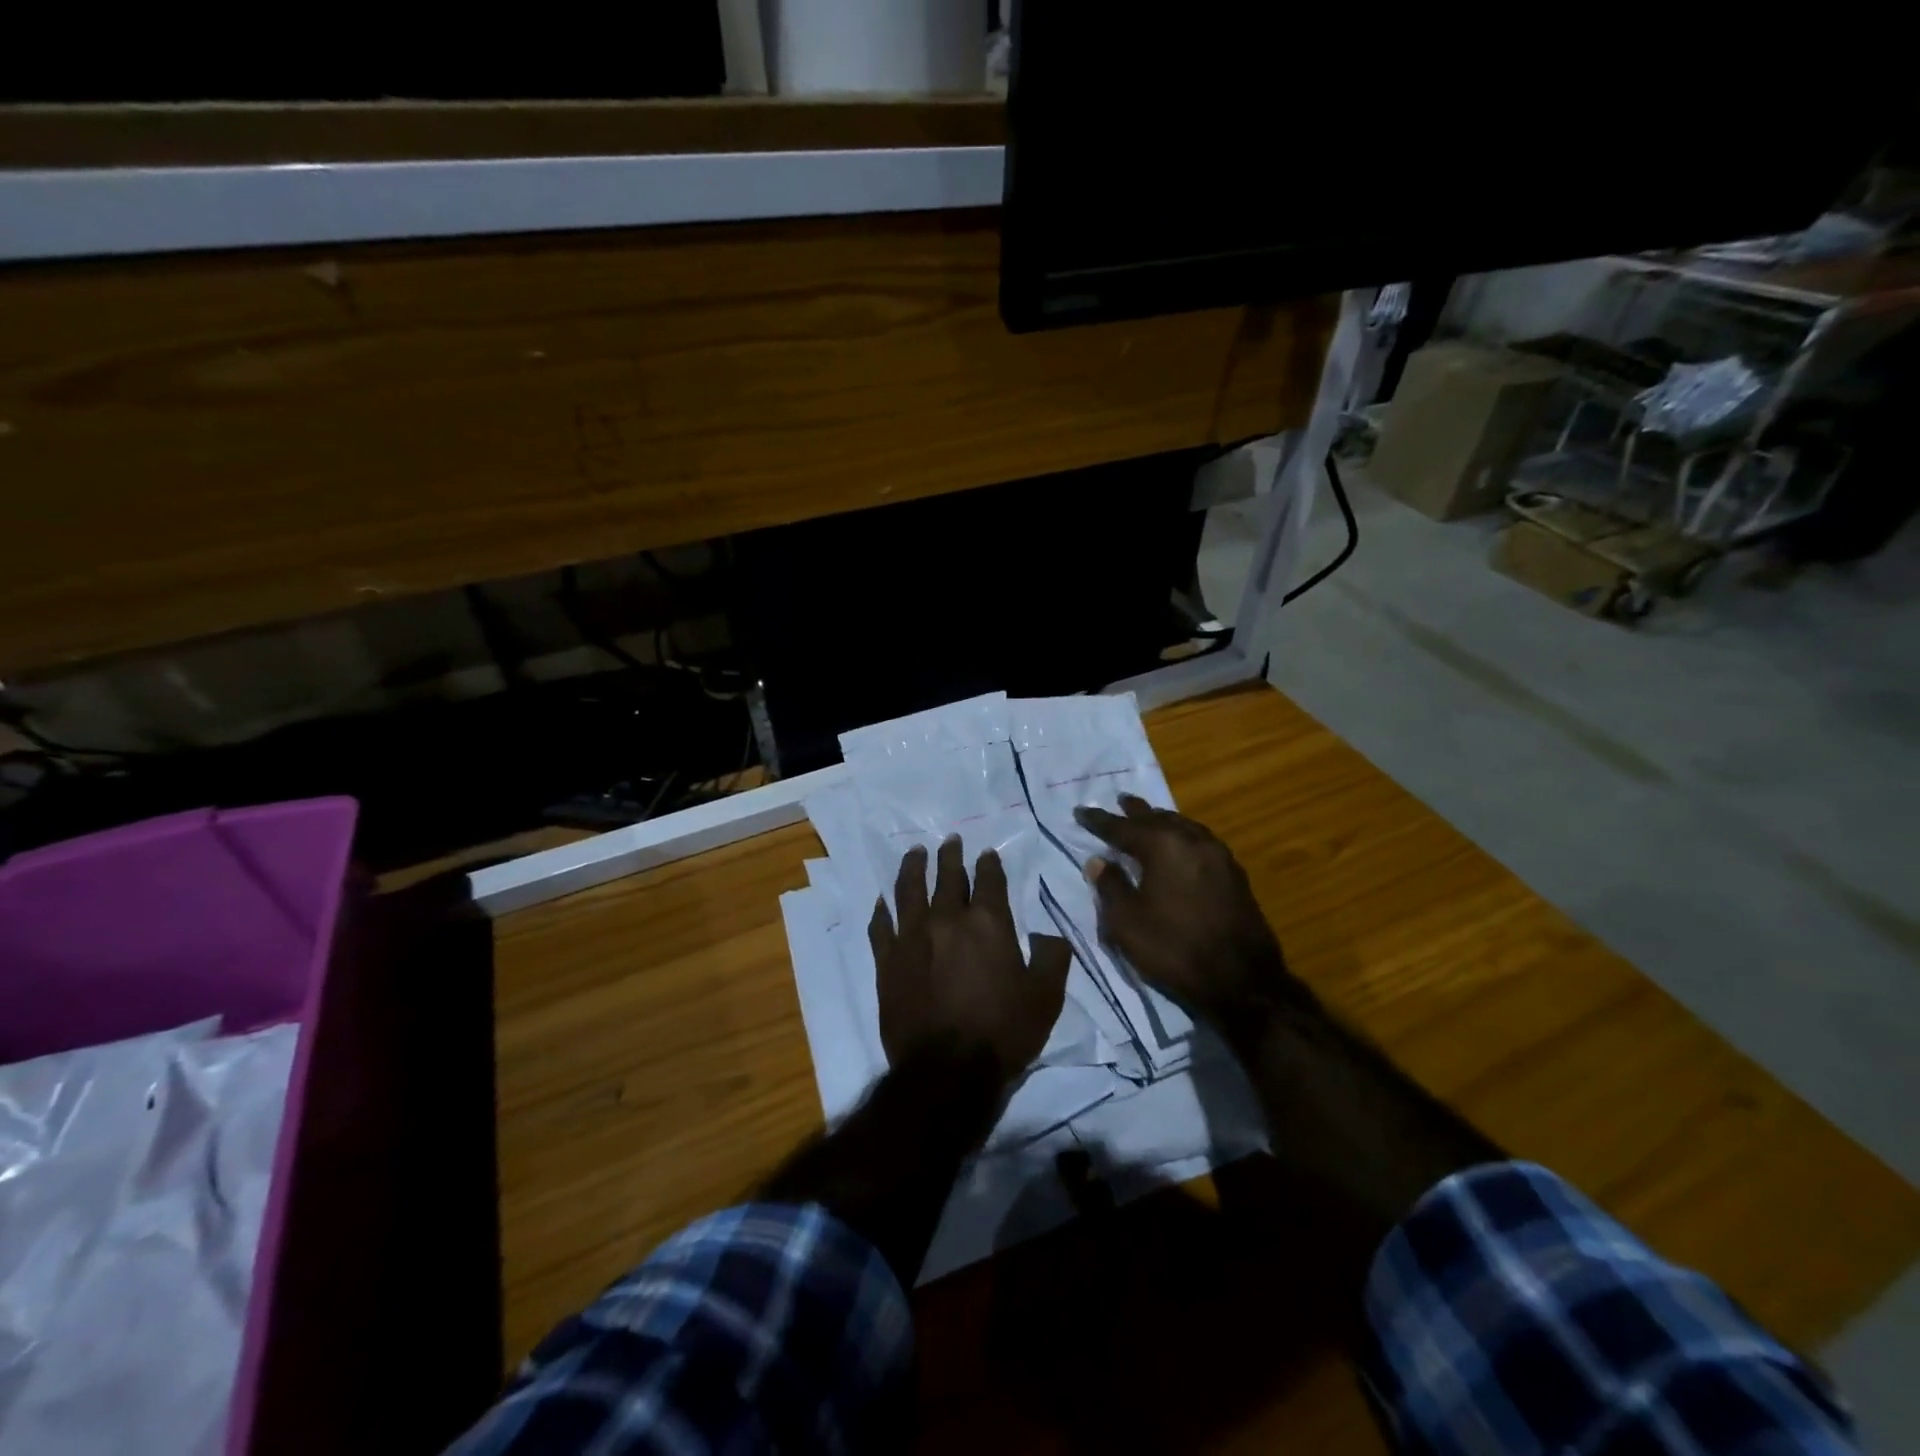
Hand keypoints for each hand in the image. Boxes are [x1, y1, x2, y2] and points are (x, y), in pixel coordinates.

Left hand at [869, 838, 1072, 1087]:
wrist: (947, 1070)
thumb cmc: (1002, 1032)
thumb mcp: (1046, 997)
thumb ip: (1051, 957)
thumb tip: (1048, 934)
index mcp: (987, 923)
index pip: (989, 881)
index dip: (989, 864)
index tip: (987, 853)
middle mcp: (947, 919)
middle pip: (947, 877)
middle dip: (951, 856)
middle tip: (950, 841)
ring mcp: (912, 937)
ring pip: (909, 890)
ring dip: (913, 867)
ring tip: (915, 852)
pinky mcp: (887, 961)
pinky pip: (881, 926)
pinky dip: (882, 910)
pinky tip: (883, 901)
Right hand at [1074, 795, 1302, 1025]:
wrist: (1242, 981)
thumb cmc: (1174, 948)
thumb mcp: (1127, 922)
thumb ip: (1110, 886)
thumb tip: (1098, 861)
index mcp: (1164, 846)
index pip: (1123, 828)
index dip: (1099, 821)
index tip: (1080, 811)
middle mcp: (1193, 841)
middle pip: (1158, 820)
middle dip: (1136, 812)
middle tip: (1121, 800)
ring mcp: (1219, 857)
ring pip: (1184, 827)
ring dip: (1163, 822)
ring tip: (1150, 818)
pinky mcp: (1235, 875)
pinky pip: (1201, 842)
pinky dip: (1183, 838)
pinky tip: (1181, 846)